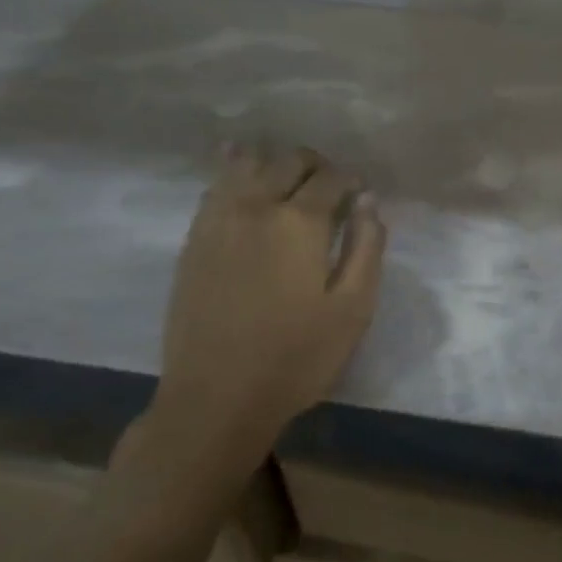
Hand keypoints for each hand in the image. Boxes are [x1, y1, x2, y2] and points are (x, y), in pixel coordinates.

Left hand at [150, 146, 386, 461]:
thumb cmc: (296, 358)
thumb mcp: (353, 309)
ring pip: (248, 163)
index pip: (332, 178)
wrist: (215, 400)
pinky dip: (234, 170)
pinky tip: (242, 169)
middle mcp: (257, 206)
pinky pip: (217, 186)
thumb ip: (367, 246)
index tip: (360, 197)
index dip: (351, 181)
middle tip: (330, 191)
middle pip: (290, 161)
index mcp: (300, 222)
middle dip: (317, 166)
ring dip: (275, 163)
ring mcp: (219, 220)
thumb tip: (367, 201)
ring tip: (289, 181)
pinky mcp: (194, 239)